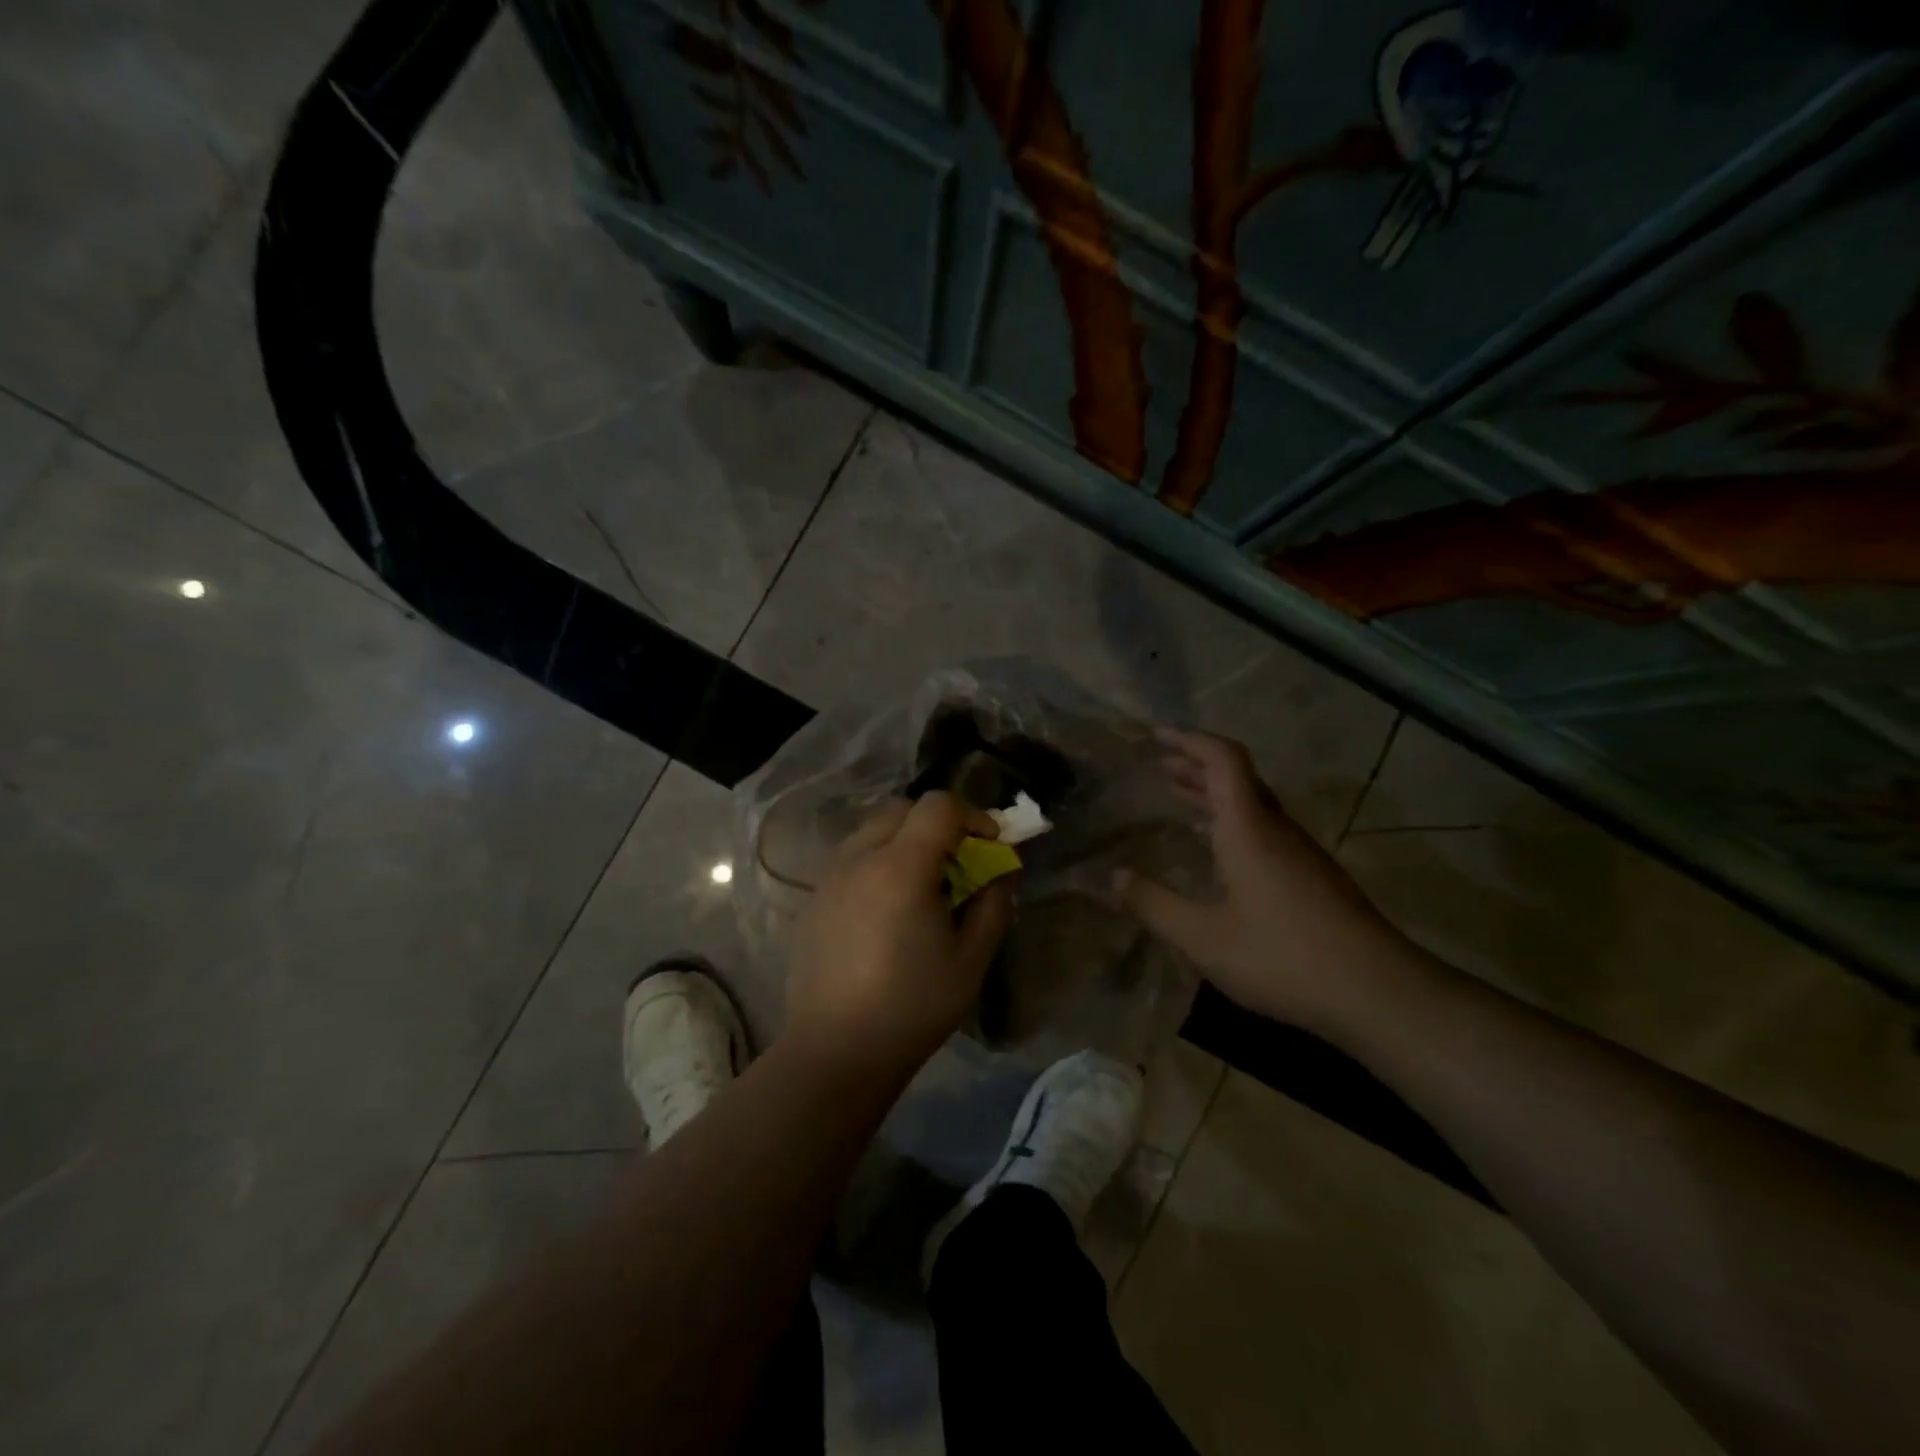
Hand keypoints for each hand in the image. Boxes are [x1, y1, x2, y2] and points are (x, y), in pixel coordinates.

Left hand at [785, 792, 1014, 1083]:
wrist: (835, 1051)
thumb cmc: (912, 1007)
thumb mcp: (971, 960)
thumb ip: (993, 905)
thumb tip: (1002, 871)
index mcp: (901, 867)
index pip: (938, 806)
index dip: (972, 816)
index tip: (989, 845)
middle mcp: (859, 858)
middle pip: (902, 809)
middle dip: (937, 824)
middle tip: (957, 864)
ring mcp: (829, 877)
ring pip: (873, 831)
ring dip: (905, 841)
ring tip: (921, 887)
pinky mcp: (813, 899)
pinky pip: (852, 859)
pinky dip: (878, 863)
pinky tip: (887, 911)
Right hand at [1116, 729, 1414, 1032]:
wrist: (1378, 993)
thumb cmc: (1283, 956)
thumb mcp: (1203, 938)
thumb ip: (1154, 905)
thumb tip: (1112, 878)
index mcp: (1248, 827)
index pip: (1223, 759)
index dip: (1189, 740)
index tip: (1156, 737)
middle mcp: (1276, 828)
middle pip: (1237, 777)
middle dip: (1196, 765)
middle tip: (1160, 765)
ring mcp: (1300, 852)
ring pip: (1253, 803)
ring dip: (1214, 793)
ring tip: (1179, 797)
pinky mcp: (1313, 876)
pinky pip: (1265, 828)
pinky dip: (1232, 821)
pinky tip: (1219, 850)